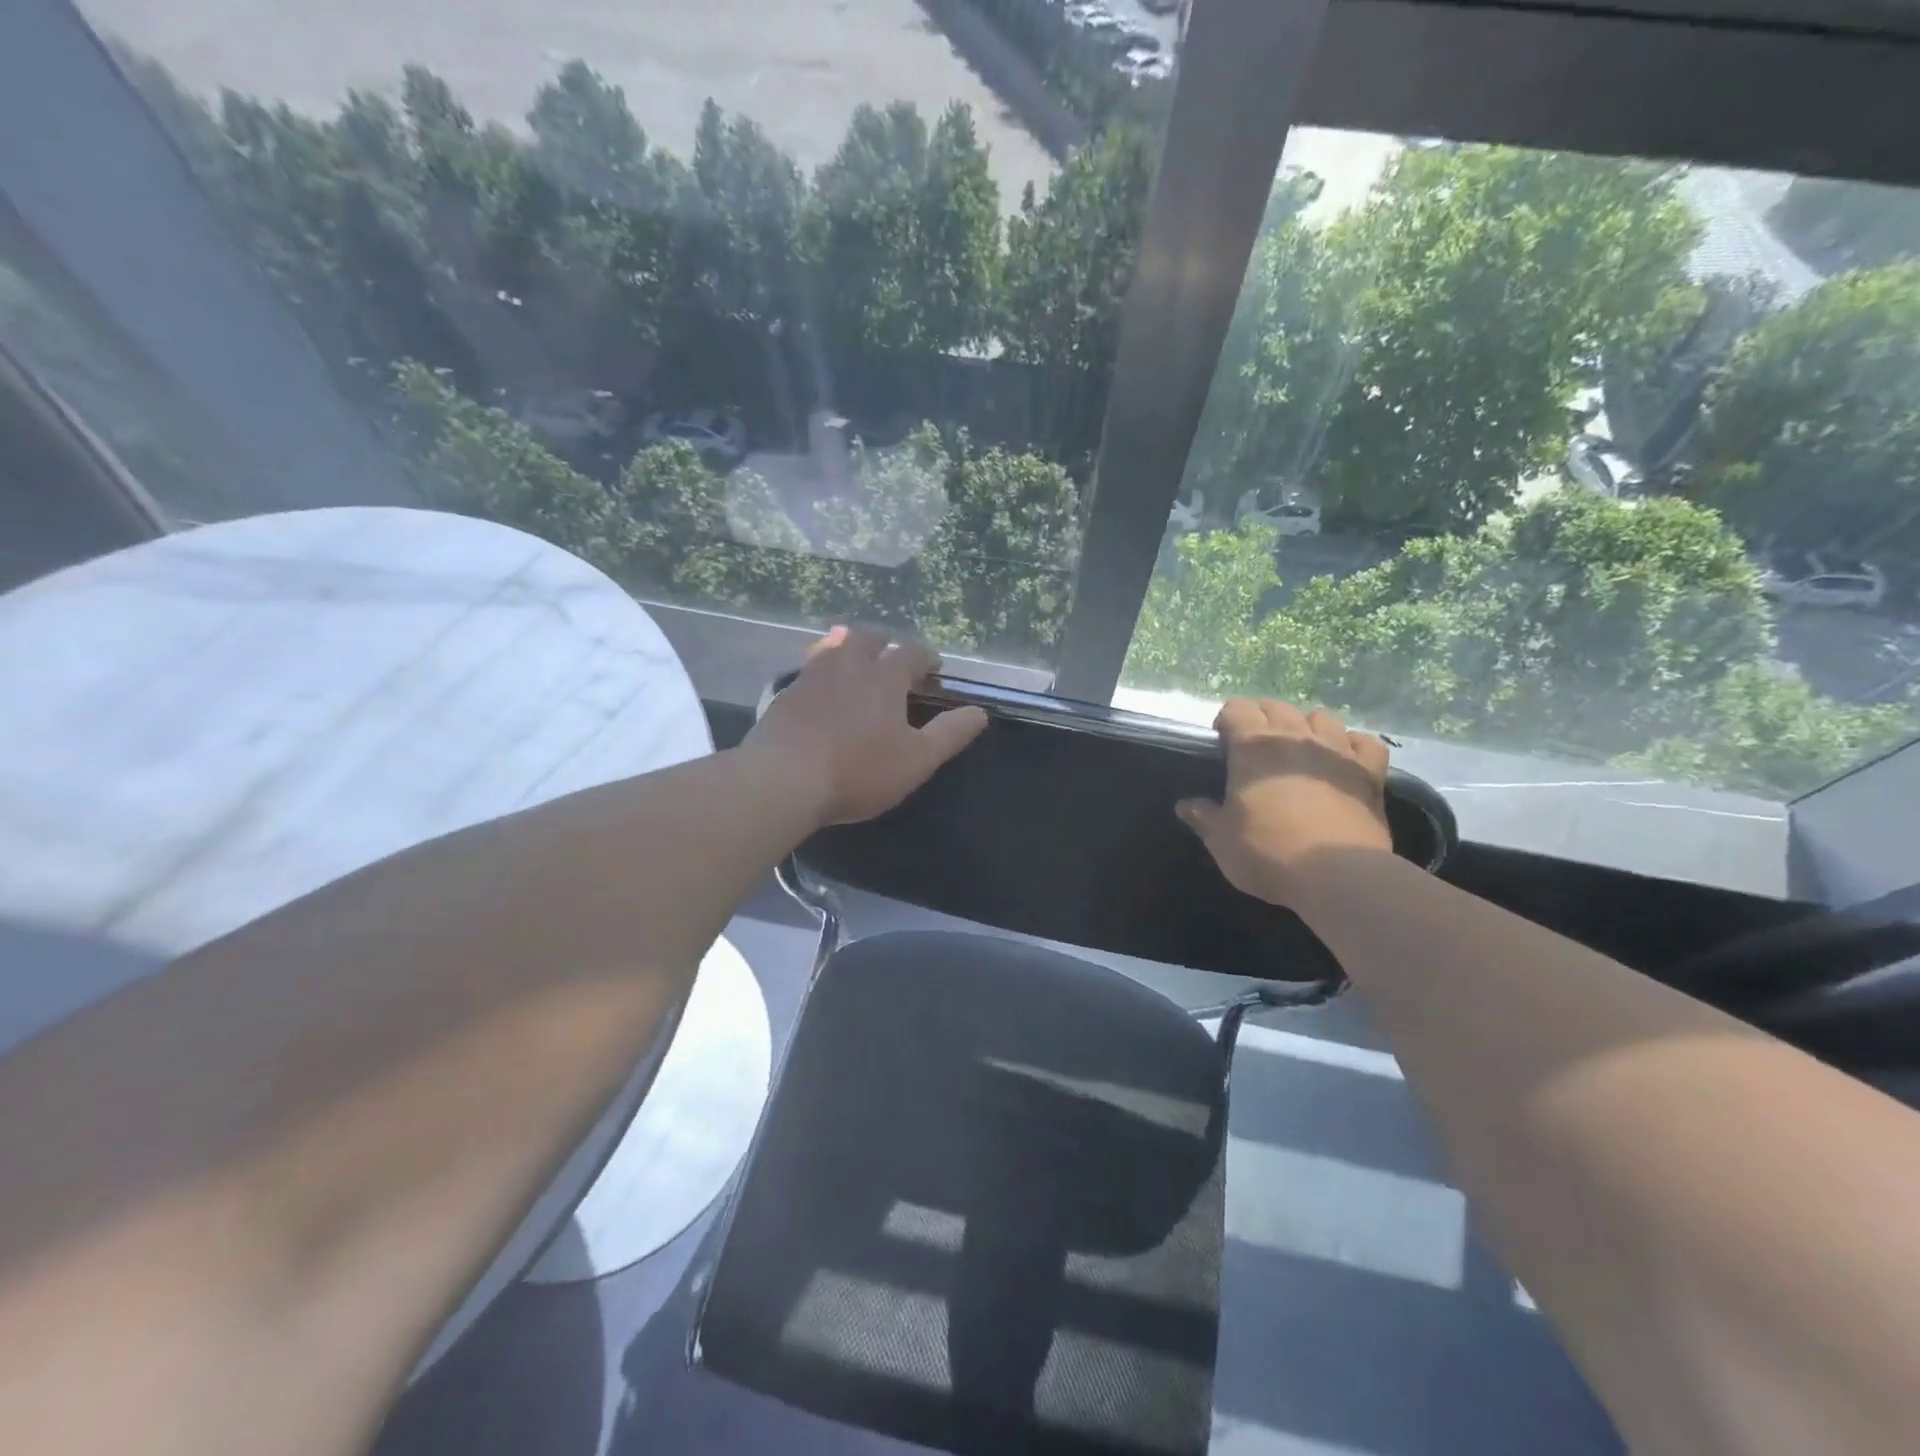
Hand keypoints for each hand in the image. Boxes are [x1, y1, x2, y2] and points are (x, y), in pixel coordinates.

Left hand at [744, 626, 988, 825]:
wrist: (783, 779)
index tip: (933, 668)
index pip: (911, 652)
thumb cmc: (859, 770)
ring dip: (849, 649)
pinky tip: (820, 691)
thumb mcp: (917, 759)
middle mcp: (848, 664)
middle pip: (868, 638)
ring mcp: (812, 675)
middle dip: (884, 644)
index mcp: (884, 676)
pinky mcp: (785, 693)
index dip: (926, 658)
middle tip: (891, 659)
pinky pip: (808, 670)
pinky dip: (821, 672)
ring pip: (833, 647)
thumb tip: (980, 712)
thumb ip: (950, 734)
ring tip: (855, 665)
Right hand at [1176, 698, 1392, 906]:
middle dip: (1263, 719)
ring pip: (1321, 717)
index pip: (1236, 708)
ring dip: (1307, 727)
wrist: (1336, 874)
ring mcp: (1337, 751)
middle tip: (1255, 749)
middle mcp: (1295, 737)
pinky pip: (1364, 742)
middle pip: (1277, 706)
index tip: (1221, 743)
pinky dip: (1352, 746)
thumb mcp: (1221, 839)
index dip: (1227, 720)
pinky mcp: (1370, 772)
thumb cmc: (1267, 851)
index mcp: (1253, 746)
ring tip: (1299, 751)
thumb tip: (1185, 805)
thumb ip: (1202, 816)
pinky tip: (1344, 760)